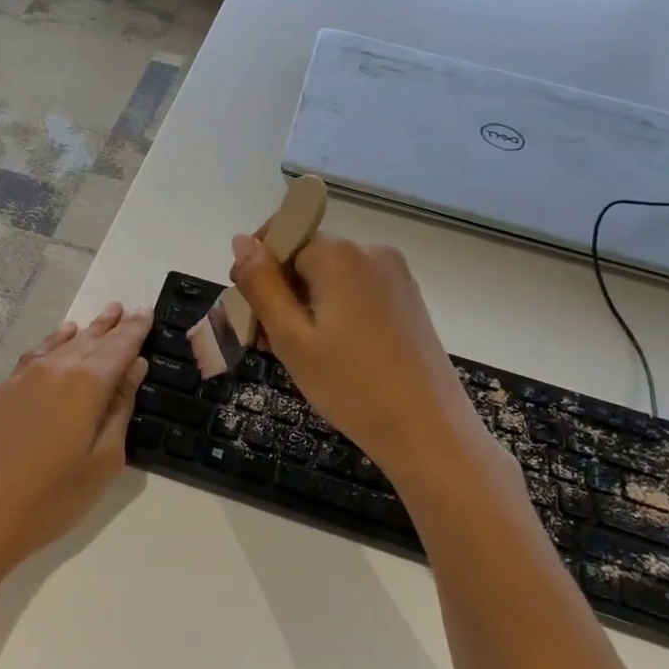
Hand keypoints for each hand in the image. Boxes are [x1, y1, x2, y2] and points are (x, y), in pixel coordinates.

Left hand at [0, 302, 151, 578]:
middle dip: (112, 326)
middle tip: (128, 308)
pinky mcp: (4, 390)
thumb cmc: (53, 497)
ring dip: (86, 331)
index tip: (148, 311)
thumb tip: (134, 368)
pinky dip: (55, 342)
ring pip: (63, 343)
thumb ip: (120, 409)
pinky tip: (61, 337)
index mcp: (87, 384)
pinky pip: (38, 354)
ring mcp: (25, 377)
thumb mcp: (103, 460)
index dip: (136, 330)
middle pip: (91, 340)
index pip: (119, 347)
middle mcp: (56, 369)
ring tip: (103, 316)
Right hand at [230, 233, 486, 479]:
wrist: (428, 432)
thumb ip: (261, 285)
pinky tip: (329, 352)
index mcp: (341, 255)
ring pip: (329, 276)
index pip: (283, 237)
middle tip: (268, 343)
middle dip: (280, 291)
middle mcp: (372, 252)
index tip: (248, 310)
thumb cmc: (351, 387)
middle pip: (306, 255)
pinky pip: (354, 290)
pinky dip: (332, 311)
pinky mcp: (406, 298)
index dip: (258, 269)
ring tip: (297, 354)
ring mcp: (395, 275)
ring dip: (303, 304)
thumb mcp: (292, 338)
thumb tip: (240, 241)